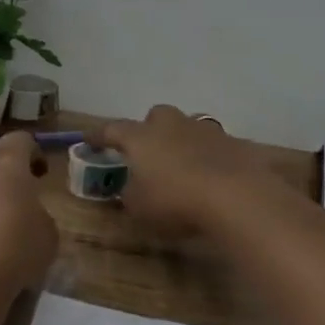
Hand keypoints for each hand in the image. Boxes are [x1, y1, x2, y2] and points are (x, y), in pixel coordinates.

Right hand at [95, 106, 287, 237]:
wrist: (236, 196)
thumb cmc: (175, 201)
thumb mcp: (139, 208)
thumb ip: (130, 194)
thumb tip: (130, 188)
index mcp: (141, 138)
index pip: (112, 130)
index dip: (98, 135)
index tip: (88, 139)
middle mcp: (172, 125)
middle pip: (156, 116)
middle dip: (150, 128)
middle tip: (148, 150)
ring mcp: (206, 131)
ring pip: (189, 126)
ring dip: (182, 140)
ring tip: (183, 164)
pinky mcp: (235, 143)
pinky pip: (217, 146)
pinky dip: (211, 157)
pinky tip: (214, 176)